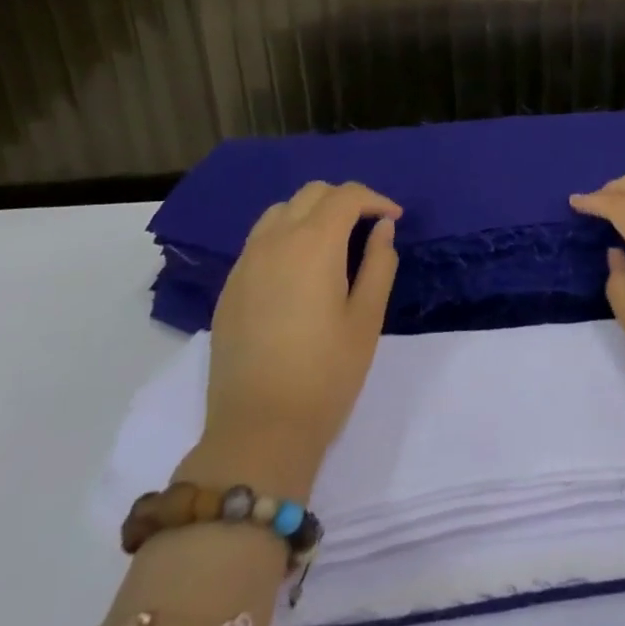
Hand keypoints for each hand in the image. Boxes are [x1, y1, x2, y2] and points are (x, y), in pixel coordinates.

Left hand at [191, 181, 401, 491]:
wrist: (258, 431)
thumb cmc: (326, 374)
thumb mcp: (367, 318)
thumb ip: (379, 263)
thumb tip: (382, 228)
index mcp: (313, 244)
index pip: (346, 196)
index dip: (375, 199)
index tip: (394, 218)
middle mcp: (274, 242)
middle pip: (311, 194)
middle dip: (345, 200)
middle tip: (368, 226)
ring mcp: (245, 264)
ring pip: (281, 211)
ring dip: (312, 213)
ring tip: (334, 242)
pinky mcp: (229, 288)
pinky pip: (260, 239)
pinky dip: (286, 234)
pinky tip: (300, 268)